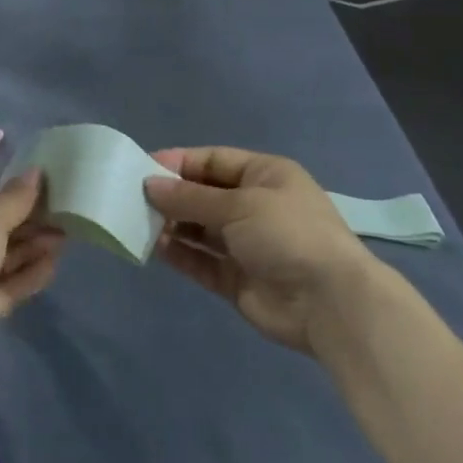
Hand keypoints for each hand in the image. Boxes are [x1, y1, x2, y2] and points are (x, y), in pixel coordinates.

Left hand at [0, 171, 61, 365]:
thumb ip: (16, 198)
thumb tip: (37, 171)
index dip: (13, 197)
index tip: (45, 193)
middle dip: (28, 225)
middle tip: (63, 218)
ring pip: (1, 261)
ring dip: (31, 250)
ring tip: (64, 239)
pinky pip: (4, 290)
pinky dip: (26, 278)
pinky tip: (52, 266)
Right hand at [144, 148, 378, 354]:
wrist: (328, 302)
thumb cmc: (287, 234)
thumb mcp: (239, 204)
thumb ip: (191, 197)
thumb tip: (149, 185)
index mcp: (265, 175)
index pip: (214, 161)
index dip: (179, 163)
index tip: (142, 168)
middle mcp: (255, 205)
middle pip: (204, 194)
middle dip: (172, 196)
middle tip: (133, 198)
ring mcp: (246, 244)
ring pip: (200, 229)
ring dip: (172, 225)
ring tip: (139, 223)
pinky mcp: (237, 279)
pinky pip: (202, 261)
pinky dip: (181, 254)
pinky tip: (156, 249)